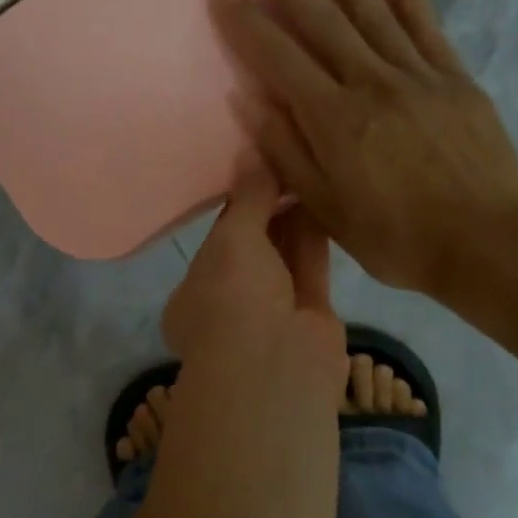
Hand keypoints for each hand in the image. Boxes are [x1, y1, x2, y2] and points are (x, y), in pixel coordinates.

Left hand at [162, 160, 343, 382]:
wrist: (276, 365)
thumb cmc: (234, 298)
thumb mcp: (233, 238)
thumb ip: (247, 197)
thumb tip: (253, 151)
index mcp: (192, 295)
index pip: (215, 243)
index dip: (236, 206)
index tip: (256, 171)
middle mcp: (229, 305)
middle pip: (252, 250)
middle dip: (268, 211)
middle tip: (288, 165)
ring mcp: (270, 315)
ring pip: (283, 259)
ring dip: (293, 221)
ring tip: (308, 173)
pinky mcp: (309, 317)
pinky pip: (309, 269)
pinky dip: (314, 238)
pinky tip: (324, 199)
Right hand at [208, 0, 517, 298]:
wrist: (486, 245)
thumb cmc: (396, 239)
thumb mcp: (327, 211)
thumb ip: (288, 154)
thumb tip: (250, 103)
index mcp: (334, 120)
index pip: (279, 58)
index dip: (247, 21)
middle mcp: (371, 84)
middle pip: (323, 21)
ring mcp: (418, 76)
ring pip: (373, 12)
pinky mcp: (456, 80)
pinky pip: (427, 29)